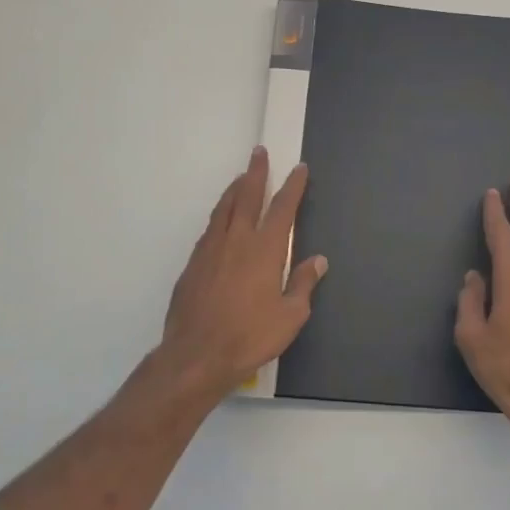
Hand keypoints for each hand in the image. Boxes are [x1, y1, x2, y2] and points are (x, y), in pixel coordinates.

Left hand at [159, 146, 326, 399]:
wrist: (196, 355)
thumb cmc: (250, 337)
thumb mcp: (290, 316)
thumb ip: (303, 284)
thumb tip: (317, 260)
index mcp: (264, 250)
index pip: (282, 209)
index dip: (293, 186)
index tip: (299, 168)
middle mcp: (236, 241)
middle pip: (247, 197)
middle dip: (256, 173)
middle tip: (259, 153)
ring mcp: (210, 251)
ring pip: (223, 209)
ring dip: (234, 190)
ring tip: (240, 178)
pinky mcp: (192, 265)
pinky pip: (209, 230)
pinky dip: (218, 216)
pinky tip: (220, 221)